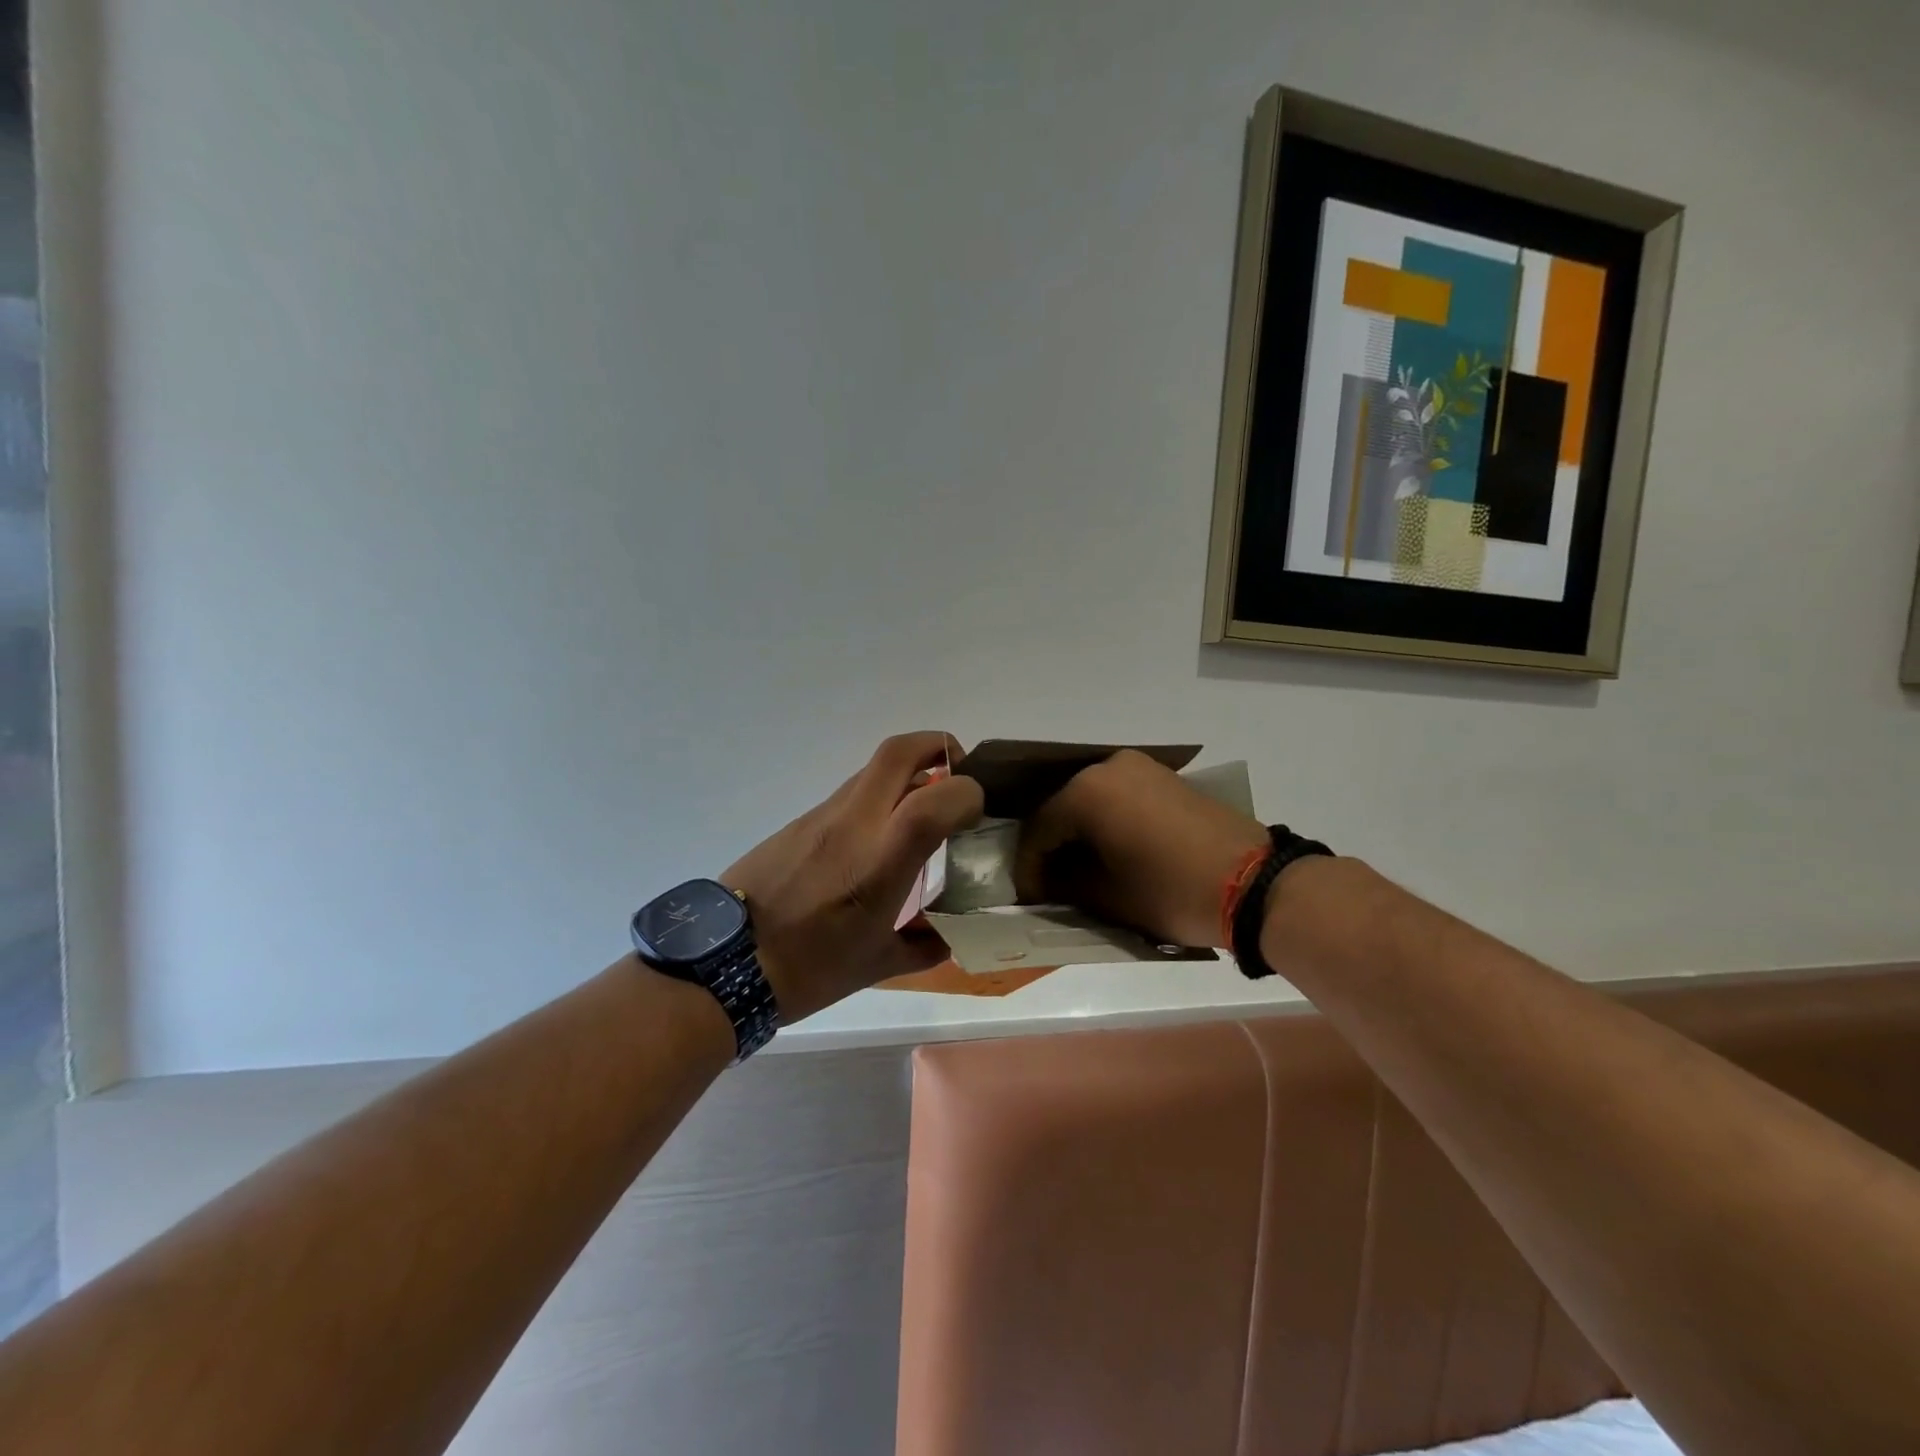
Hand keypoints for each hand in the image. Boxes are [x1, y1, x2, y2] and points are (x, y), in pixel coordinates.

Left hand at [723, 732, 983, 1021]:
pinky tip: (879, 842)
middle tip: (957, 777)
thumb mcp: (877, 965)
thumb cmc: (807, 969)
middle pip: (899, 751)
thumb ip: (925, 945)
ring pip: (874, 769)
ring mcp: (823, 816)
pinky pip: (851, 794)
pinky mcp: (802, 820)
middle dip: (939, 748)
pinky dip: (879, 800)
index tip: (978, 813)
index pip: (934, 799)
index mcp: (879, 861)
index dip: (967, 794)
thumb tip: (949, 934)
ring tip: (924, 814)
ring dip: (908, 776)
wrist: (723, 964)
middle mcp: (853, 824)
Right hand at [1013, 748, 1267, 948]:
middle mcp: (1108, 767)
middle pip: (1062, 808)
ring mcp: (1140, 768)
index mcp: (1087, 791)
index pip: (1039, 829)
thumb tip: (1048, 881)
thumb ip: (1065, 884)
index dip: (1028, 867)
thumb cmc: (1172, 892)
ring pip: (1090, 800)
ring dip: (1079, 834)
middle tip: (1049, 885)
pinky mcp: (1164, 778)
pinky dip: (1106, 823)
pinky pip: (1118, 797)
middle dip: (1052, 847)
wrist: (1256, 884)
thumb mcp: (1109, 896)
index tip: (1028, 898)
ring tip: (1079, 872)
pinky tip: (1109, 852)